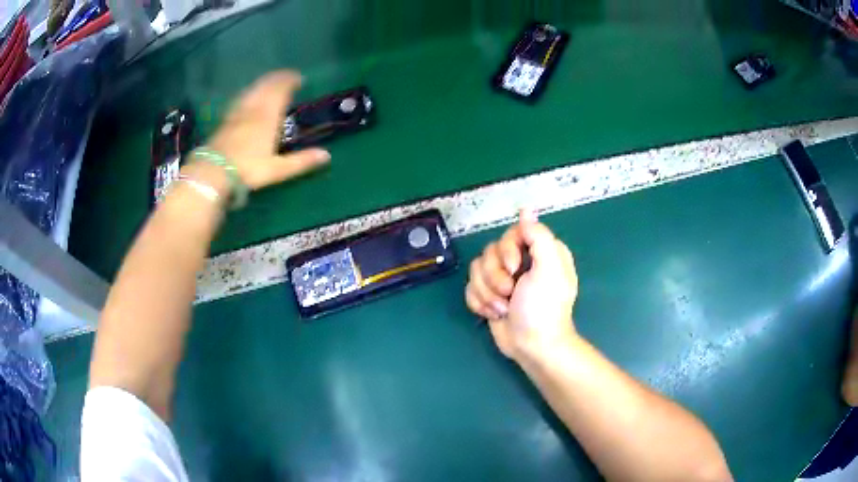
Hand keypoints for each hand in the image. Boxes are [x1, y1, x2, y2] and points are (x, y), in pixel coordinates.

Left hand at [206, 71, 329, 189]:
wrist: (213, 171)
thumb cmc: (248, 169)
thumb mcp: (278, 169)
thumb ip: (301, 161)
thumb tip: (327, 156)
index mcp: (268, 116)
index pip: (281, 90)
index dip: (290, 81)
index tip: (299, 78)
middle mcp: (254, 108)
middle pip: (267, 86)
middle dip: (278, 78)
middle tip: (287, 76)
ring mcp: (238, 112)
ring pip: (253, 89)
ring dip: (263, 82)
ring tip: (270, 80)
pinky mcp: (226, 118)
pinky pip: (241, 98)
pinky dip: (249, 92)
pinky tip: (248, 95)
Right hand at [465, 210, 579, 360]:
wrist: (532, 346)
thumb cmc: (543, 309)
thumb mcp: (549, 269)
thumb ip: (538, 236)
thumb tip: (526, 209)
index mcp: (539, 252)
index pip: (512, 233)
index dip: (507, 251)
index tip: (515, 269)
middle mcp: (521, 262)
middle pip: (489, 252)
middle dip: (495, 277)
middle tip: (510, 294)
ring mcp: (503, 280)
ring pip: (476, 270)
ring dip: (487, 294)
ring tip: (503, 309)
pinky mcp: (490, 296)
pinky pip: (470, 288)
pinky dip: (479, 303)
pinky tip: (493, 315)